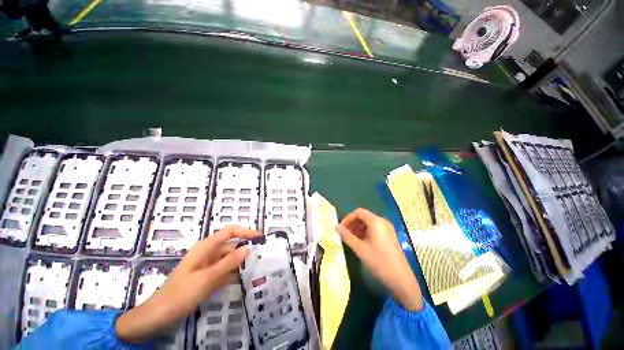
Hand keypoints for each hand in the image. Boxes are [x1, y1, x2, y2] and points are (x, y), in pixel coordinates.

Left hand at [115, 225, 260, 342]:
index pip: (227, 232)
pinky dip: (234, 275)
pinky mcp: (205, 281)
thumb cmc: (183, 292)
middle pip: (228, 246)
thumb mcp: (206, 278)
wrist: (165, 310)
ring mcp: (205, 269)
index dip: (245, 232)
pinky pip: (223, 274)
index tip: (263, 239)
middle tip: (267, 258)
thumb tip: (247, 248)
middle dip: (246, 249)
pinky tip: (245, 281)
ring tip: (261, 269)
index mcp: (203, 248)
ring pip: (227, 261)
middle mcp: (205, 255)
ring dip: (241, 263)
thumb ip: (227, 263)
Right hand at [336, 208, 422, 310]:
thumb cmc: (378, 261)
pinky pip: (376, 230)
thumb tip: (336, 227)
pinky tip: (361, 245)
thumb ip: (347, 237)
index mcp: (376, 222)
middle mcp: (383, 222)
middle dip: (353, 224)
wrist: (398, 274)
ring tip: (350, 242)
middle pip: (365, 217)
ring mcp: (388, 230)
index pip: (359, 212)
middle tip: (343, 237)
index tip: (340, 230)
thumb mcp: (360, 249)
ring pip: (370, 224)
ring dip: (359, 230)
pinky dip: (366, 234)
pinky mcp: (390, 237)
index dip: (347, 219)